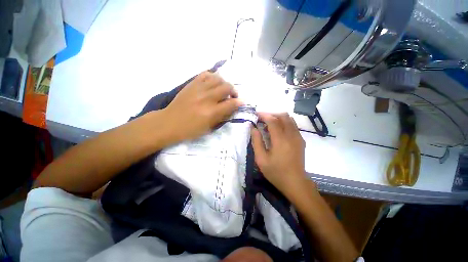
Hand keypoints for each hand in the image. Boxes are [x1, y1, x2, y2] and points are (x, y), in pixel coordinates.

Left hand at [163, 71, 242, 141]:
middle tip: (232, 96)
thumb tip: (232, 107)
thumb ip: (222, 116)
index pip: (231, 103)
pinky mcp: (191, 84)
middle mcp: (207, 98)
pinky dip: (212, 77)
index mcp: (211, 112)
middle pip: (226, 87)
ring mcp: (198, 89)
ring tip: (223, 89)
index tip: (242, 102)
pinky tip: (213, 83)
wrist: (169, 122)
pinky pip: (205, 74)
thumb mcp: (209, 128)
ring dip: (224, 83)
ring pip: (218, 78)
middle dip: (234, 91)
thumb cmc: (190, 129)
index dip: (239, 102)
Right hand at [251, 113, 311, 194]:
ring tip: (269, 123)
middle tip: (262, 119)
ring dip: (278, 117)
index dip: (264, 115)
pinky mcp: (301, 140)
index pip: (273, 120)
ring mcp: (298, 137)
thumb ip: (256, 141)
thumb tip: (253, 128)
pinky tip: (278, 130)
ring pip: (289, 119)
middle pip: (283, 116)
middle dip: (271, 114)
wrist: (295, 182)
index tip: (256, 114)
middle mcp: (291, 135)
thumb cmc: (275, 172)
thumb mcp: (261, 159)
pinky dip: (284, 122)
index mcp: (280, 140)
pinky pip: (293, 125)